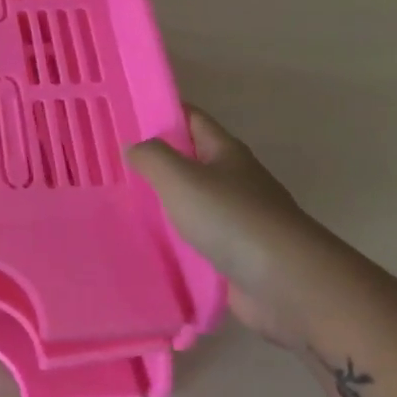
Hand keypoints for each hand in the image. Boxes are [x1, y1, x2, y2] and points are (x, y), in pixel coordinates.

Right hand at [127, 106, 332, 349]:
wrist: (287, 283)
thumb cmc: (232, 219)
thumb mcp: (182, 178)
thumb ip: (152, 158)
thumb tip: (133, 147)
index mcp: (226, 152)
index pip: (190, 119)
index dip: (160, 112)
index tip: (122, 116)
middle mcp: (233, 180)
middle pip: (189, 162)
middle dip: (154, 162)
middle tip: (110, 165)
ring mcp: (235, 219)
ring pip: (189, 203)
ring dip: (160, 204)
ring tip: (117, 205)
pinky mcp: (233, 255)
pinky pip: (195, 240)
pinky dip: (172, 240)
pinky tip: (144, 244)